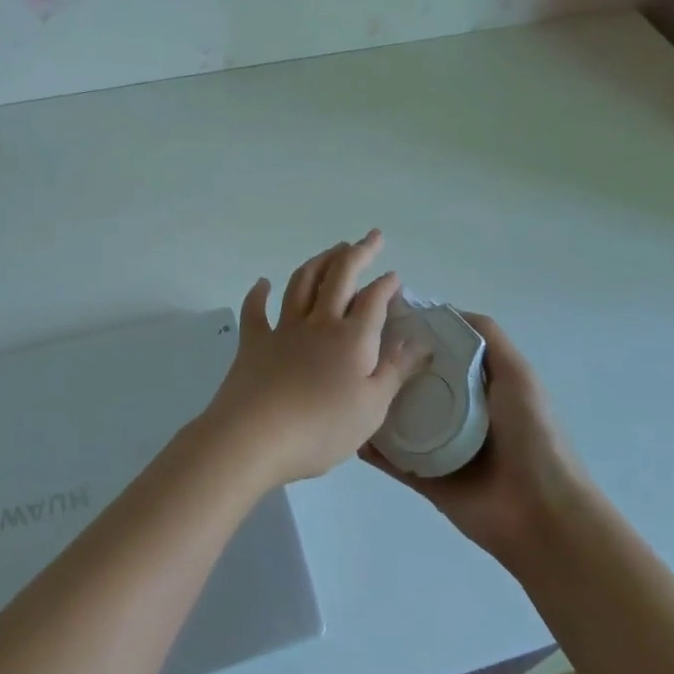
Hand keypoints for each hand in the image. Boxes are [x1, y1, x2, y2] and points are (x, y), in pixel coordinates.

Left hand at [200, 231, 424, 488]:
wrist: (255, 436)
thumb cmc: (321, 428)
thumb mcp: (372, 408)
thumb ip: (396, 370)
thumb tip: (420, 341)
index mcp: (352, 338)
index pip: (374, 300)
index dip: (386, 284)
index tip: (395, 275)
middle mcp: (319, 322)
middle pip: (339, 276)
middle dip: (358, 253)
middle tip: (371, 237)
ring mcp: (283, 328)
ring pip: (302, 282)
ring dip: (319, 262)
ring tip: (332, 251)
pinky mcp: (254, 341)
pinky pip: (255, 309)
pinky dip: (259, 293)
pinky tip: (263, 283)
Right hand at [362, 313, 585, 571]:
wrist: (542, 514)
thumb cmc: (533, 436)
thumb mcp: (517, 374)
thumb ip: (488, 338)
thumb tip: (444, 310)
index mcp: (478, 387)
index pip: (439, 353)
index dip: (415, 335)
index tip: (380, 317)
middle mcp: (457, 413)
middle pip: (415, 384)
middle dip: (389, 368)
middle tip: (351, 350)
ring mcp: (439, 447)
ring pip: (399, 420)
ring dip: (376, 406)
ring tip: (344, 386)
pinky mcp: (426, 479)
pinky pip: (393, 460)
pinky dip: (373, 448)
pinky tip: (351, 430)